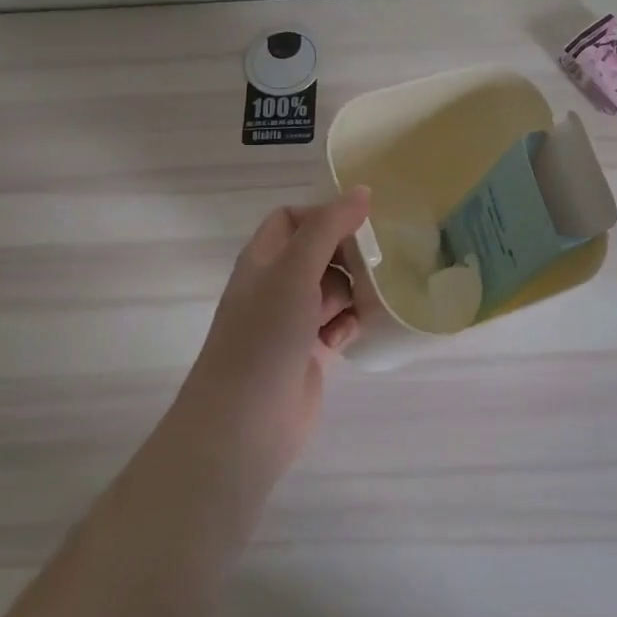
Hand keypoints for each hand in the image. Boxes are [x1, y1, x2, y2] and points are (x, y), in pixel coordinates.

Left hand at [175, 187, 370, 485]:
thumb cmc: (265, 337)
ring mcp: (291, 320)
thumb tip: (362, 191)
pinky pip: (338, 323)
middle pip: (320, 252)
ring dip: (352, 294)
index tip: (359, 227)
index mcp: (263, 258)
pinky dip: (347, 325)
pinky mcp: (308, 351)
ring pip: (333, 289)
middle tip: (372, 267)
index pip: (294, 218)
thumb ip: (328, 228)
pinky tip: (346, 337)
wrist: (245, 424)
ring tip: (359, 307)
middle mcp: (275, 284)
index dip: (324, 216)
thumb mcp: (295, 271)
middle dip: (347, 258)